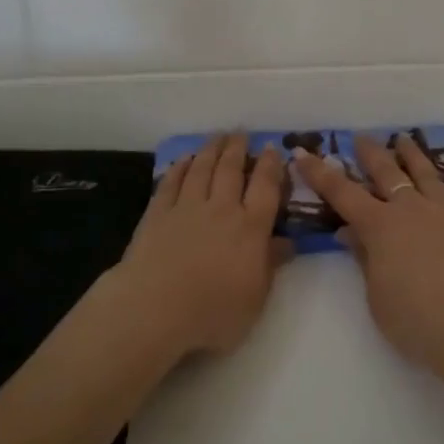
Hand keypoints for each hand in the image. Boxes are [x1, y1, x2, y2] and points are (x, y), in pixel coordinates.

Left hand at [118, 133, 288, 357]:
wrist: (155, 308)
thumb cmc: (213, 311)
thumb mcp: (256, 297)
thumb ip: (271, 265)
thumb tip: (288, 242)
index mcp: (250, 228)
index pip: (265, 188)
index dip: (270, 165)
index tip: (272, 148)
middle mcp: (221, 209)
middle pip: (231, 170)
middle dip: (238, 148)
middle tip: (241, 132)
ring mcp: (187, 208)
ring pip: (201, 169)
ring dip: (211, 150)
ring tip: (217, 136)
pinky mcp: (157, 214)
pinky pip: (171, 183)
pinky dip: (179, 168)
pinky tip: (183, 160)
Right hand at [296, 134, 443, 372]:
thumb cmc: (415, 320)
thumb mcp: (376, 295)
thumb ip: (364, 258)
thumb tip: (348, 232)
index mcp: (380, 226)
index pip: (342, 193)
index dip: (319, 173)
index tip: (302, 153)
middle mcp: (411, 209)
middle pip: (386, 173)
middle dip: (370, 153)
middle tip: (360, 137)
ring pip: (426, 174)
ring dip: (412, 154)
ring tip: (403, 138)